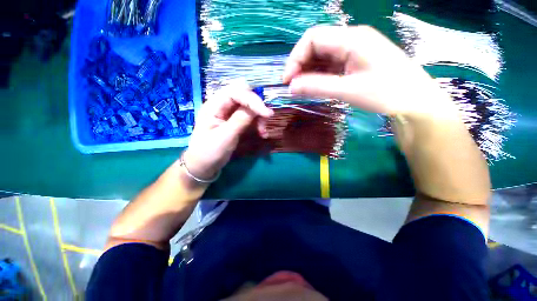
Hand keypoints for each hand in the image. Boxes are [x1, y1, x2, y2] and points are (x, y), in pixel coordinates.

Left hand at [182, 81, 272, 179]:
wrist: (204, 165)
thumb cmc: (209, 152)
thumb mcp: (224, 137)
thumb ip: (239, 120)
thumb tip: (257, 108)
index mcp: (214, 105)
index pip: (236, 92)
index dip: (253, 100)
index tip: (267, 114)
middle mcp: (222, 105)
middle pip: (244, 94)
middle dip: (257, 106)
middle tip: (266, 119)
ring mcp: (229, 112)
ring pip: (250, 105)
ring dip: (259, 116)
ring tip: (263, 132)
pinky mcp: (235, 120)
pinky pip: (250, 116)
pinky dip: (258, 122)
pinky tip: (262, 133)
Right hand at [283, 25, 453, 115]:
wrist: (415, 101)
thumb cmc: (386, 93)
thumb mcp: (347, 90)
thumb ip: (317, 87)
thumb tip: (291, 87)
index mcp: (351, 39)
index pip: (312, 38)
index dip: (295, 58)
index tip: (287, 80)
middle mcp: (351, 39)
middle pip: (316, 45)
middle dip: (300, 65)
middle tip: (293, 87)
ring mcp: (354, 49)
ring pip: (322, 56)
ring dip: (309, 71)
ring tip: (302, 89)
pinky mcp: (356, 61)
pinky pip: (331, 64)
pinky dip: (319, 75)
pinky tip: (315, 86)